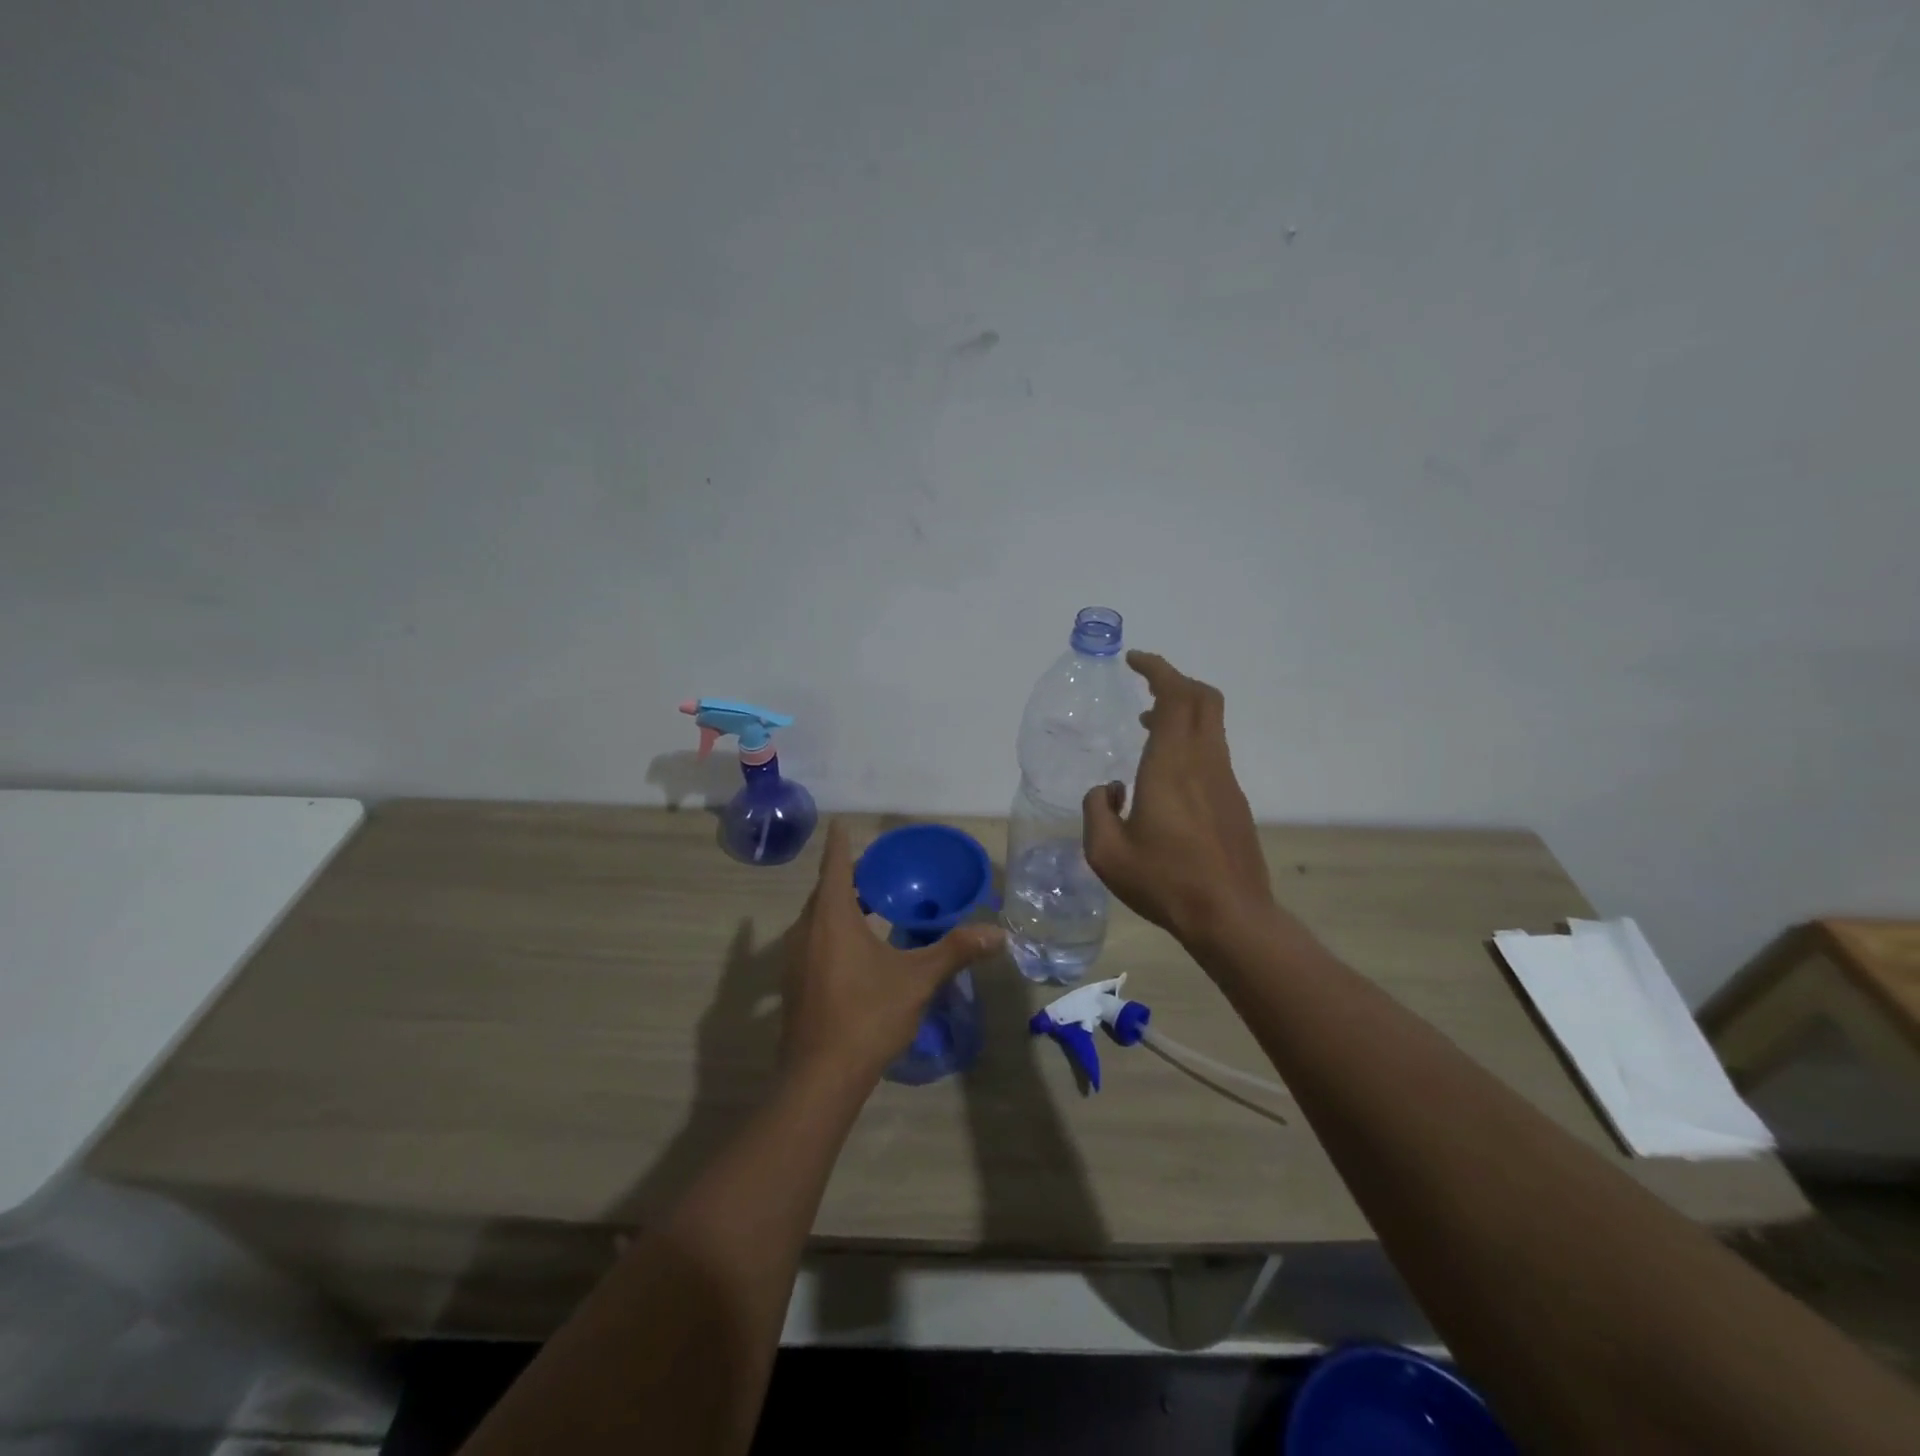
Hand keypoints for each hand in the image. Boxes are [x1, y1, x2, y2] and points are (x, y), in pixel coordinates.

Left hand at [780, 820, 1004, 1088]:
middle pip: (825, 891)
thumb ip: (955, 950)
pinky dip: (833, 931)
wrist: (820, 1077)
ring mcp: (795, 959)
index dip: (840, 843)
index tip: (841, 823)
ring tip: (871, 905)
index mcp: (832, 917)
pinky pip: (814, 941)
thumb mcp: (917, 979)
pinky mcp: (795, 984)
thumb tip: (997, 934)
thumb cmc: (868, 1015)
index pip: (835, 866)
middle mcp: (806, 930)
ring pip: (817, 918)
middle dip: (847, 877)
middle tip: (877, 871)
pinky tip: (857, 950)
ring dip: (839, 906)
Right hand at [1081, 651, 1275, 944]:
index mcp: (1172, 764)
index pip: (1176, 695)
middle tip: (1145, 686)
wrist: (1231, 916)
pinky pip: (1212, 751)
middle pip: (1203, 699)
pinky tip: (1165, 775)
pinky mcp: (1234, 801)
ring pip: (1210, 725)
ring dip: (1181, 713)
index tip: (1135, 661)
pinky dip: (1189, 741)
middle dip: (1174, 682)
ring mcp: (1224, 780)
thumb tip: (1108, 790)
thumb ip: (1095, 810)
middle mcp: (1204, 761)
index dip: (1158, 669)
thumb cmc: (1165, 881)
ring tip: (1147, 728)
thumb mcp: (1106, 852)